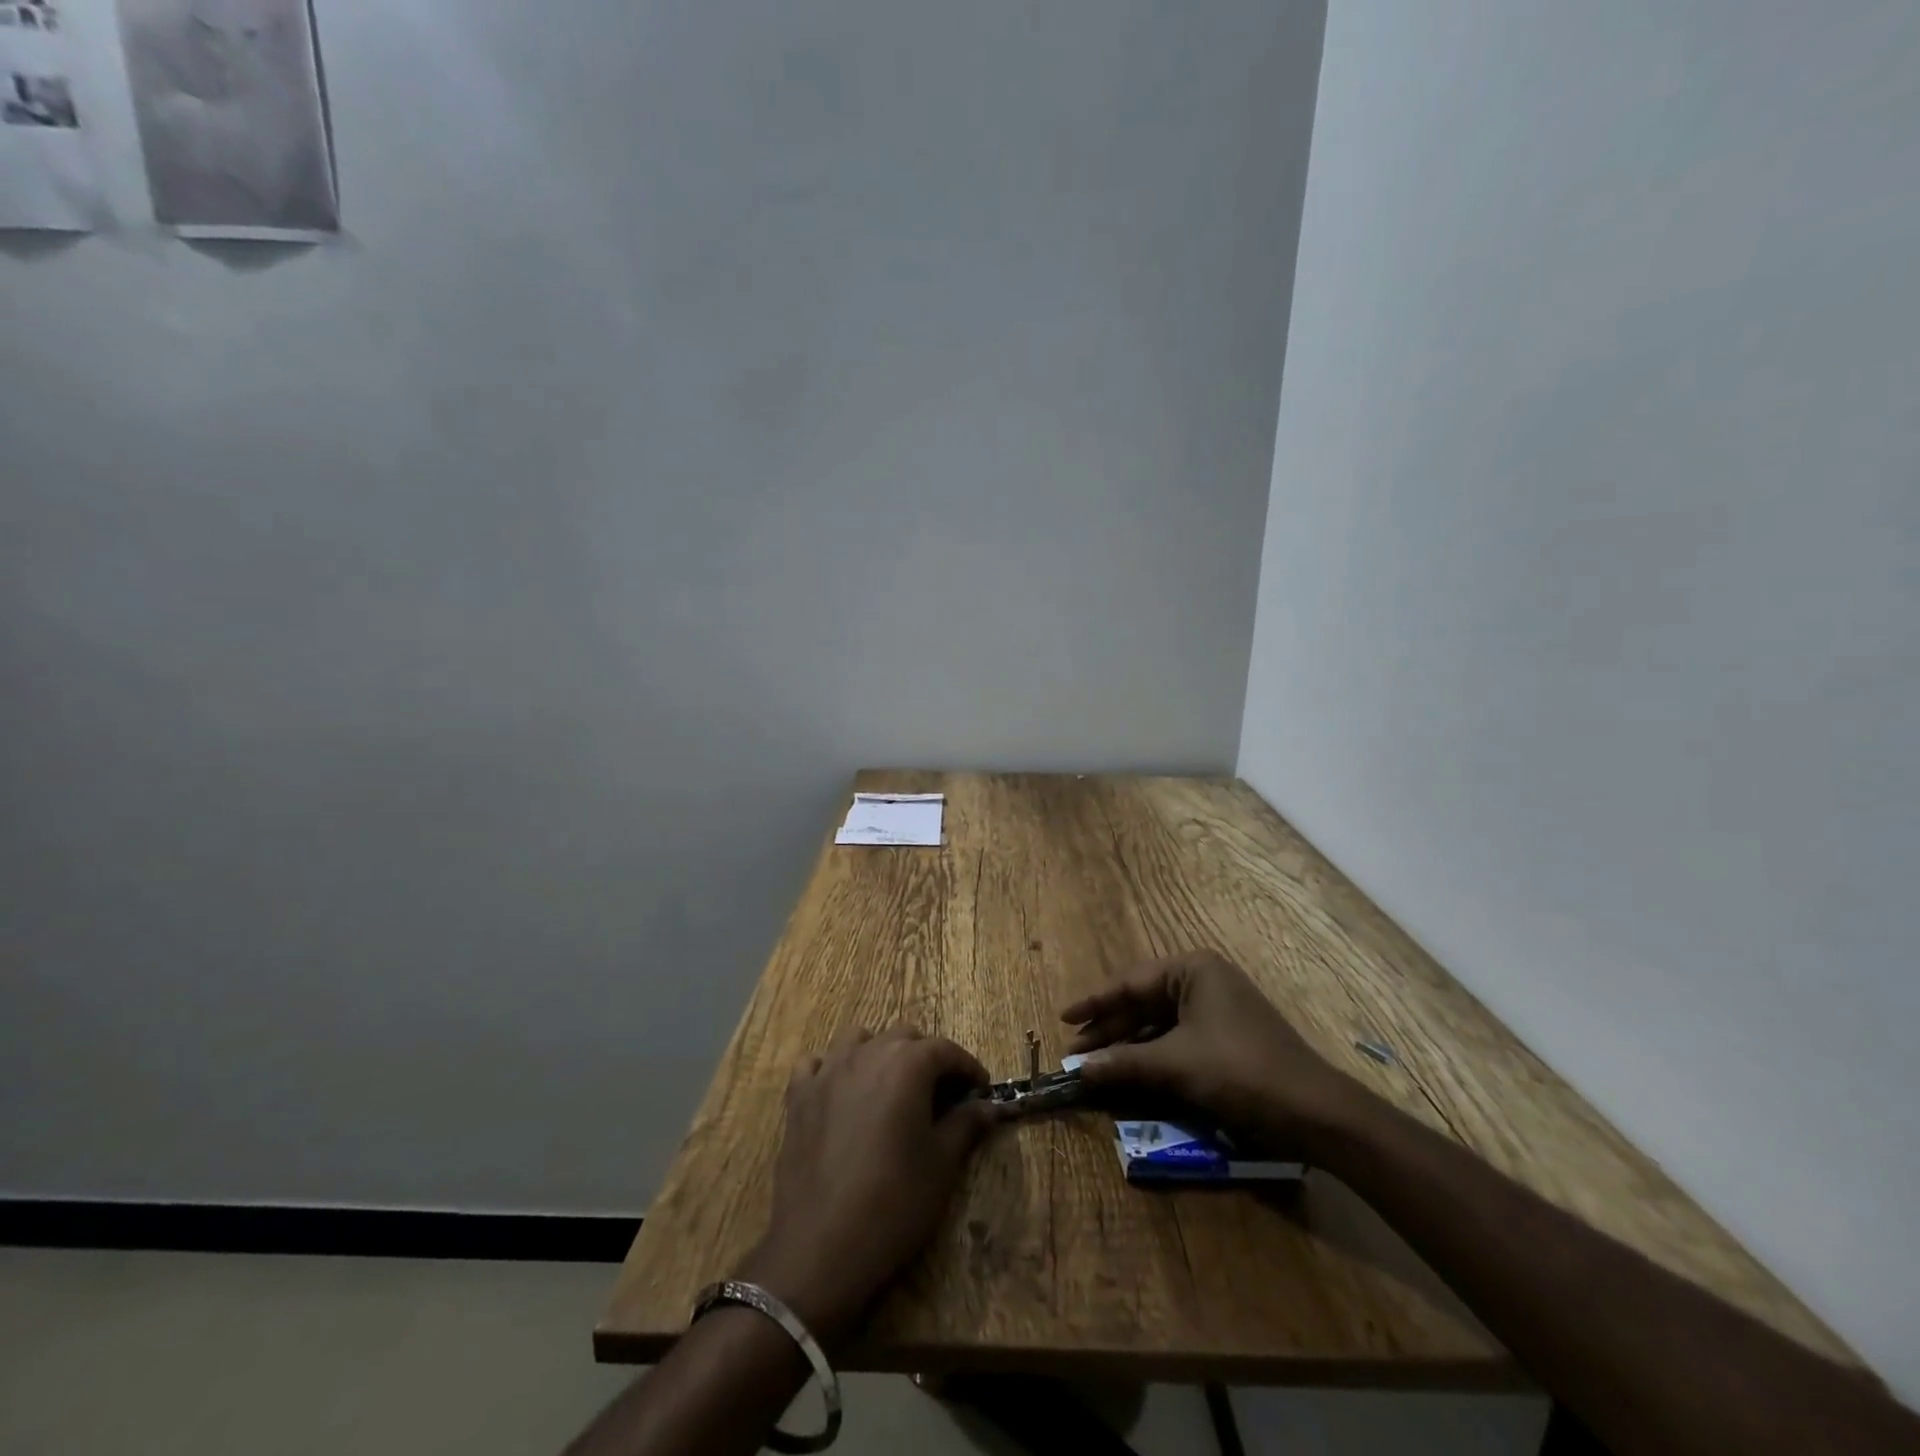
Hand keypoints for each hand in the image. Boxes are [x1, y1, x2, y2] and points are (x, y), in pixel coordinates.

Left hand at [738, 1026, 999, 1347]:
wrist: (820, 1247)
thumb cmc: (893, 1203)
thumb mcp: (942, 1165)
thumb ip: (966, 1124)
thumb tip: (988, 1106)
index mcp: (907, 1065)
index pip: (946, 1050)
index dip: (968, 1067)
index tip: (980, 1090)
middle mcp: (866, 1054)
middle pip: (904, 1037)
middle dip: (927, 1057)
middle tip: (941, 1095)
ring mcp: (827, 1072)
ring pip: (858, 1040)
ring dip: (880, 1053)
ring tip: (891, 1088)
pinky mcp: (798, 1097)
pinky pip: (815, 1064)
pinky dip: (831, 1069)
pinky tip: (840, 1095)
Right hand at [1061, 949, 1367, 1150]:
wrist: (1314, 1113)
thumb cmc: (1240, 1072)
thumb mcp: (1176, 1066)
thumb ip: (1124, 1063)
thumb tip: (1078, 1070)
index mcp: (1192, 969)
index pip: (1130, 982)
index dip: (1094, 1003)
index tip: (1063, 1018)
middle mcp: (1204, 980)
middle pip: (1143, 1002)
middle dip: (1110, 1029)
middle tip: (1077, 1052)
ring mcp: (1218, 1008)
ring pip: (1160, 1023)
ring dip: (1130, 1045)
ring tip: (1098, 1065)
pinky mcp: (1227, 1036)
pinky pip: (1178, 1039)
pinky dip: (1154, 1056)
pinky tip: (1134, 1074)